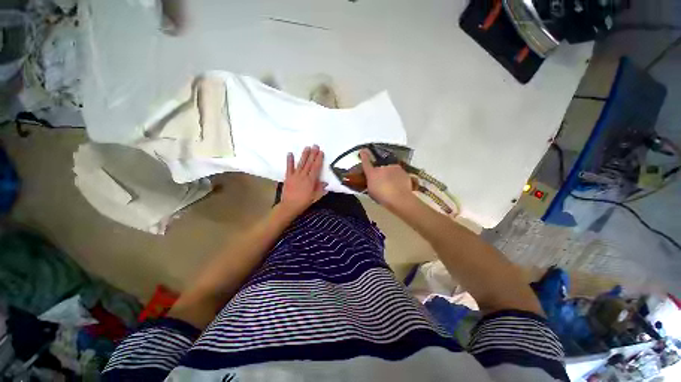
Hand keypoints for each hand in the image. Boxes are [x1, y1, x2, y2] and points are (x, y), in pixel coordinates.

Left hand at [280, 145, 326, 216]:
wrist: (289, 206)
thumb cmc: (304, 202)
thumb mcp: (315, 197)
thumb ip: (320, 189)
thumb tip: (326, 183)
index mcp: (311, 180)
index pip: (316, 167)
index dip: (319, 159)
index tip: (321, 152)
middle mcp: (303, 176)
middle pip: (309, 163)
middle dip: (313, 154)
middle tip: (315, 146)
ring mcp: (295, 175)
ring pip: (301, 163)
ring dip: (304, 155)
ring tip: (307, 147)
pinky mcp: (288, 177)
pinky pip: (289, 167)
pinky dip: (289, 160)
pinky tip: (290, 153)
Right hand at [360, 149, 414, 209]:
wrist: (399, 198)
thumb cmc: (382, 196)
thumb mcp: (371, 191)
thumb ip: (371, 183)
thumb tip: (372, 181)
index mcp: (372, 173)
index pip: (366, 162)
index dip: (364, 156)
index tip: (362, 151)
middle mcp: (382, 167)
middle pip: (380, 168)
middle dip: (381, 174)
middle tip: (382, 184)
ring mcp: (394, 168)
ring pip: (391, 170)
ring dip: (390, 176)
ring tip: (392, 186)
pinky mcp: (403, 172)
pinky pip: (399, 174)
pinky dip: (398, 178)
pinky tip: (399, 186)